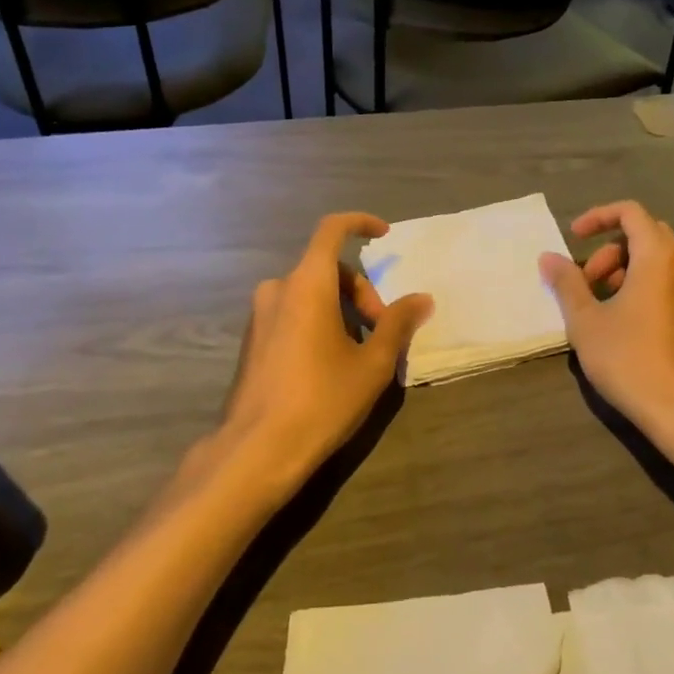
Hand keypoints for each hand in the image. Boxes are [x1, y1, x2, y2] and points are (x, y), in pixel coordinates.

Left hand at [216, 213, 430, 492]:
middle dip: (361, 292)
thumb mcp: (373, 364)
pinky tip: (329, 365)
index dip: (360, 223)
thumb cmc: (322, 400)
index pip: (332, 230)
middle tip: (381, 331)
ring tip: (360, 353)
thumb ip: (398, 324)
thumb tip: (422, 299)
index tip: (384, 235)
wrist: (257, 450)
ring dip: (340, 310)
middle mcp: (278, 289)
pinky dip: (317, 323)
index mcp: (307, 284)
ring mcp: (259, 316)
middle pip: (328, 270)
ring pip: (309, 294)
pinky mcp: (251, 341)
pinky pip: (291, 314)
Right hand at [540, 202, 673, 443]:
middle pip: (645, 235)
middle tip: (585, 282)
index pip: (630, 212)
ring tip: (600, 305)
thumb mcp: (586, 321)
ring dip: (625, 269)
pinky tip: (624, 322)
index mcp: (659, 255)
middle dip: (609, 250)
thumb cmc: (630, 359)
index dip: (597, 217)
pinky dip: (643, 285)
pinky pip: (670, 281)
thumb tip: (548, 257)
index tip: (572, 238)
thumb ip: (566, 283)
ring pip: (659, 260)